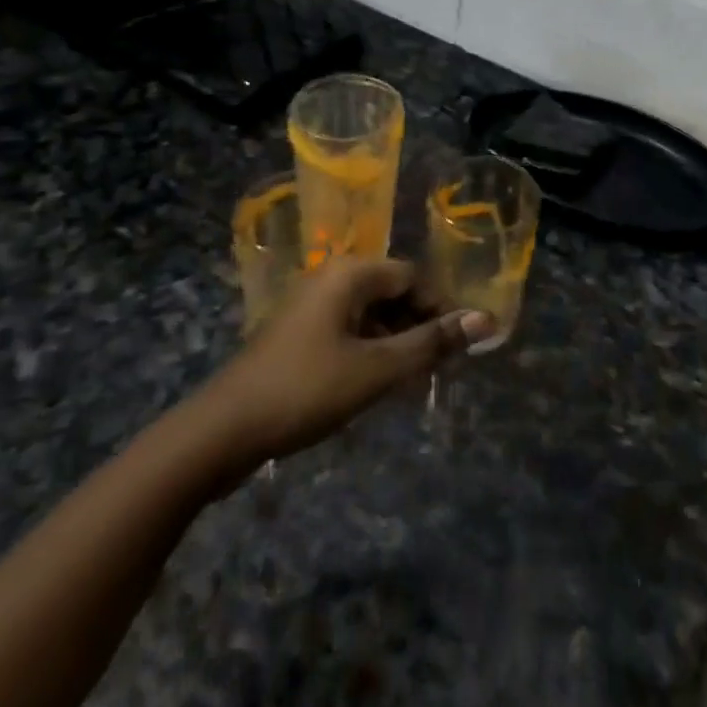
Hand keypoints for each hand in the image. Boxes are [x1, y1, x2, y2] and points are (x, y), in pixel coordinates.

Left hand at [203, 257, 491, 462]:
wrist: (221, 432)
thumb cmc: (306, 390)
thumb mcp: (377, 370)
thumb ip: (431, 344)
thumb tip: (485, 320)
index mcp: (350, 274)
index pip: (412, 277)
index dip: (438, 309)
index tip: (454, 348)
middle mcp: (331, 278)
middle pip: (390, 292)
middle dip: (417, 327)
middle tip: (433, 370)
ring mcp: (310, 306)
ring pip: (369, 314)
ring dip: (394, 343)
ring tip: (408, 383)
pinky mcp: (297, 334)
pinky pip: (347, 330)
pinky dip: (368, 351)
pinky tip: (373, 386)